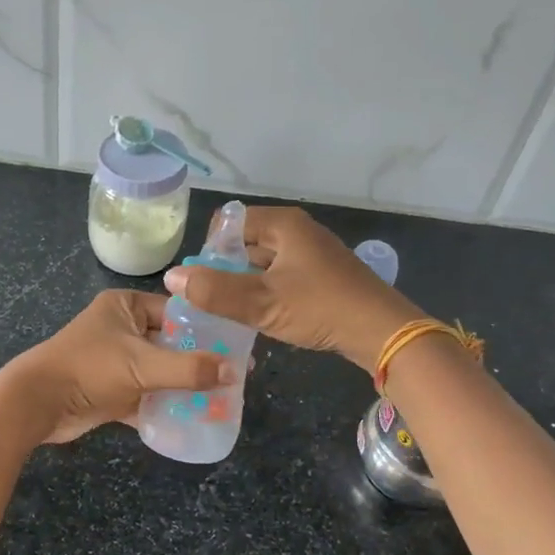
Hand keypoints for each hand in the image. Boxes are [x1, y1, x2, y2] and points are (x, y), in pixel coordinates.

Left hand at [0, 290, 233, 444]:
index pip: (176, 311)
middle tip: (233, 379)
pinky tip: (191, 422)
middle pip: (170, 344)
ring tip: (219, 402)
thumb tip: (234, 373)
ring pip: (159, 372)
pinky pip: (144, 396)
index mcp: (125, 307)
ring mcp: (114, 361)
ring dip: (182, 388)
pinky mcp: (109, 390)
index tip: (237, 347)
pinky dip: (163, 408)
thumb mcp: (143, 365)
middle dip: (198, 363)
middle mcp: (121, 329)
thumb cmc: (90, 369)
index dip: (206, 329)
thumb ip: (189, 369)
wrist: (36, 404)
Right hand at [162, 207, 417, 373]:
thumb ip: (214, 290)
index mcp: (283, 225)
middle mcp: (298, 231)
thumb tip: (172, 276)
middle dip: (226, 267)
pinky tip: (262, 315)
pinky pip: (282, 276)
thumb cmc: (320, 308)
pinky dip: (267, 290)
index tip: (203, 279)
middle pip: (247, 241)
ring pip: (265, 262)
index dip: (211, 247)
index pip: (230, 222)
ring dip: (246, 282)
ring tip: (230, 310)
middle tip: (211, 299)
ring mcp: (313, 253)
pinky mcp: (323, 276)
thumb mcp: (261, 302)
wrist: (382, 332)